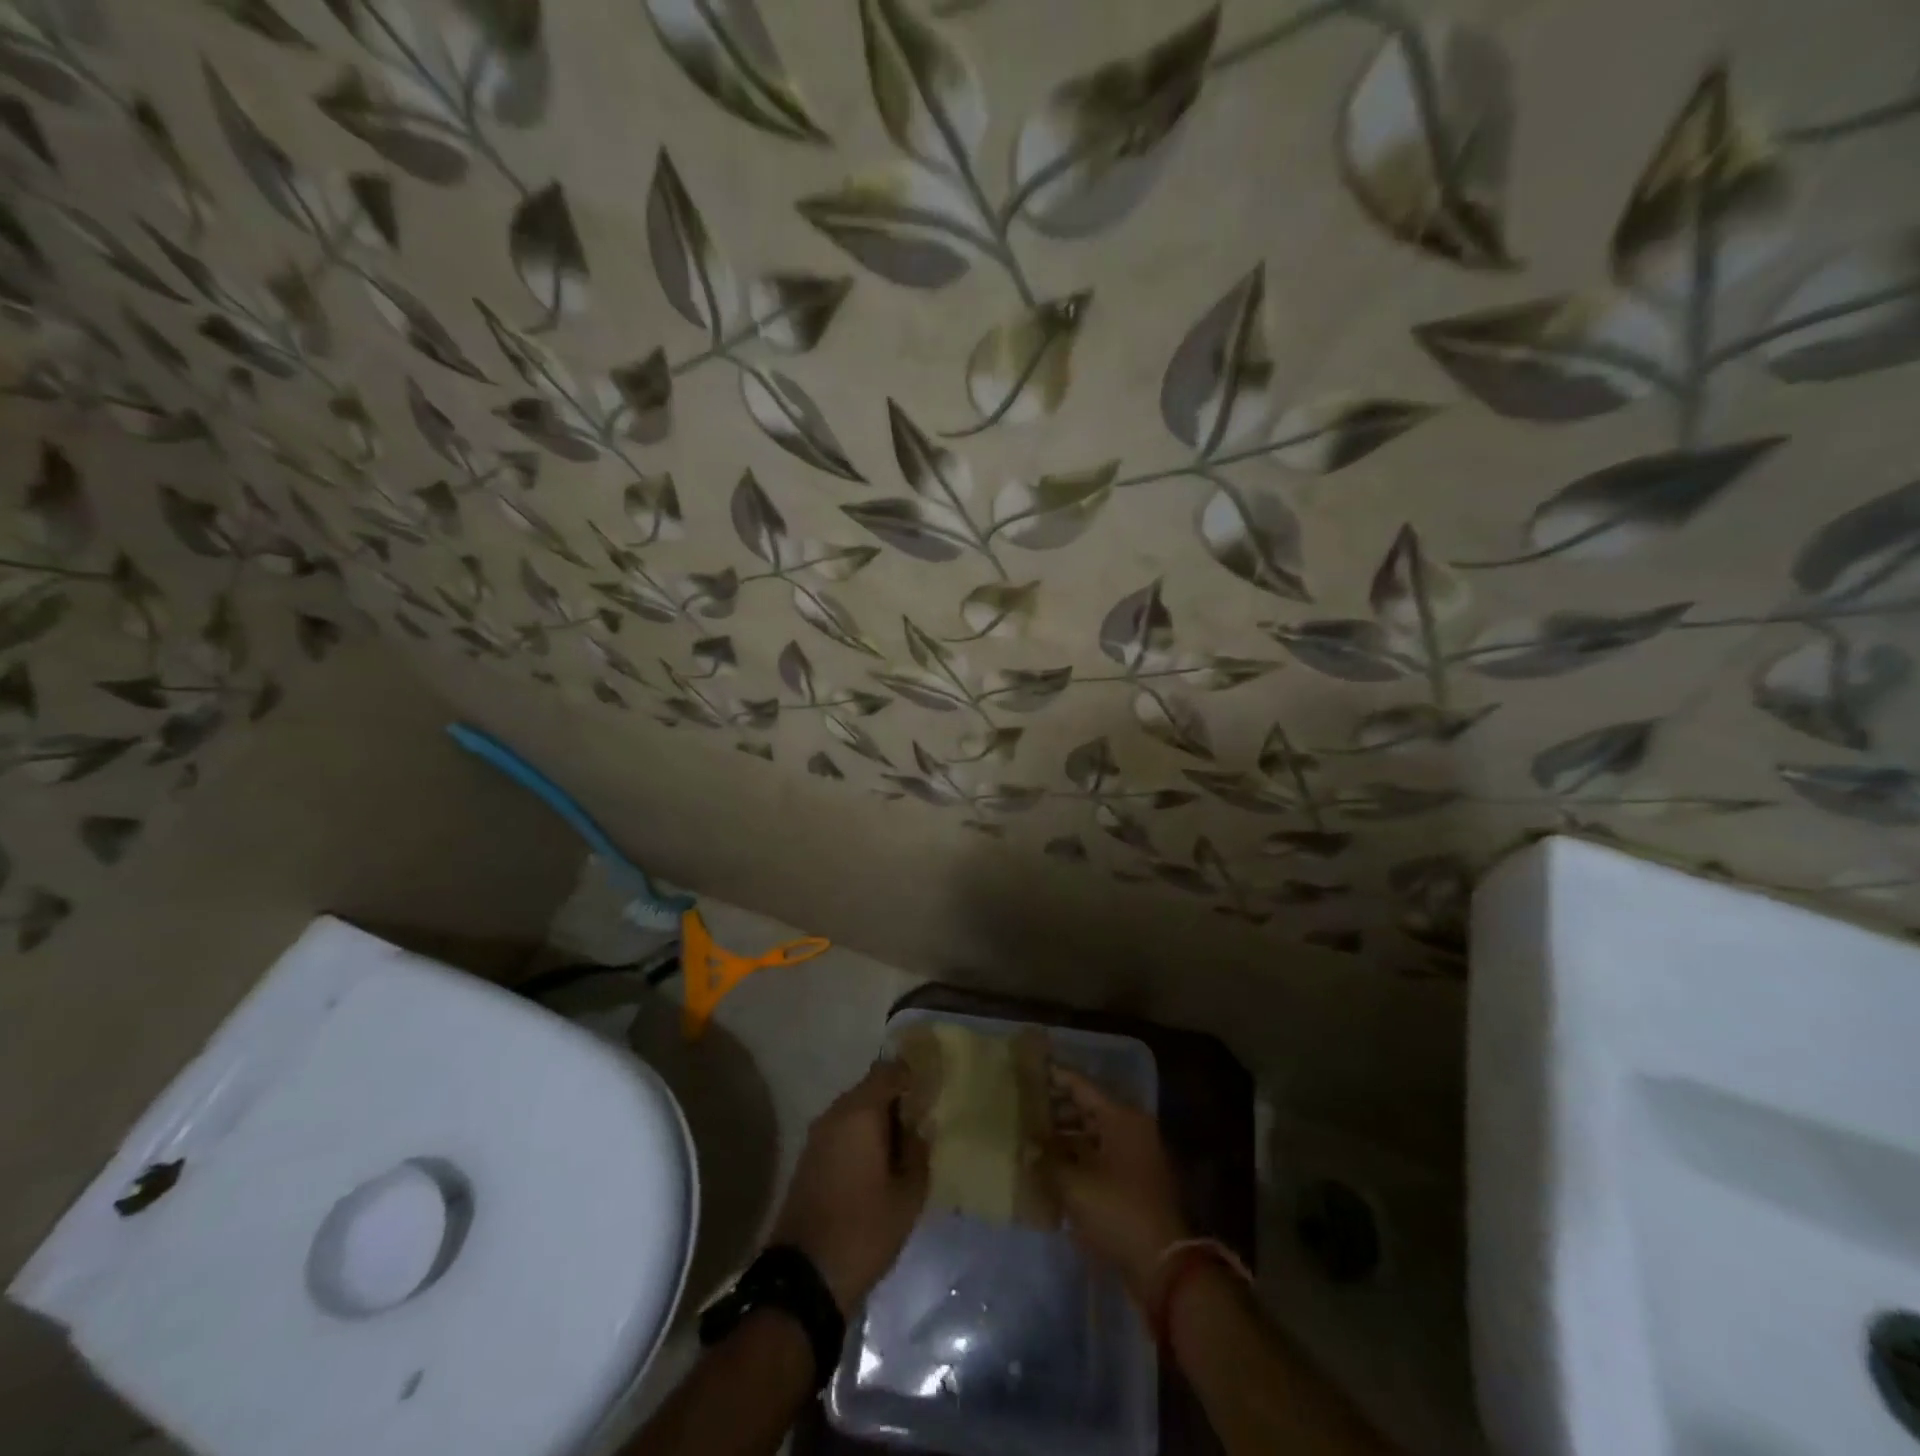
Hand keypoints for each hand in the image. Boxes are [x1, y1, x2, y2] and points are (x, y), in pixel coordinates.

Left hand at [771, 1060, 928, 1314]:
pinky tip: (875, 1165)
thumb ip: (918, 1153)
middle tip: (919, 1123)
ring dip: (875, 1121)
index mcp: (860, 1112)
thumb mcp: (908, 1196)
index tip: (930, 1093)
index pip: (888, 1071)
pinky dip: (859, 1137)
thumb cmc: (864, 1230)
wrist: (804, 1278)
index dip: (911, 1076)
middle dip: (894, 1100)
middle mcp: (834, 1114)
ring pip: (853, 1111)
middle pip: (869, 1089)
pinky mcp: (807, 1159)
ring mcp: (816, 1136)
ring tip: (900, 1148)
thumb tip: (918, 1129)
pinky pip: (840, 1132)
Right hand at [1047, 1067, 1187, 1306]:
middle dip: (1055, 1110)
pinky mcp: (1133, 1183)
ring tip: (1032, 1141)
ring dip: (1064, 1137)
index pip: (1081, 1086)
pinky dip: (1077, 1159)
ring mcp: (1134, 1156)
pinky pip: (1099, 1158)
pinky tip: (1051, 1169)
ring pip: (1092, 1134)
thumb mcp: (1075, 1184)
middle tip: (1023, 1110)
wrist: (1163, 1266)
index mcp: (1121, 1117)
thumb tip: (1028, 1147)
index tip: (1028, 1071)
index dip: (1054, 1077)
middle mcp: (1131, 1129)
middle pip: (1087, 1108)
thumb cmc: (1118, 1211)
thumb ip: (1047, 1160)